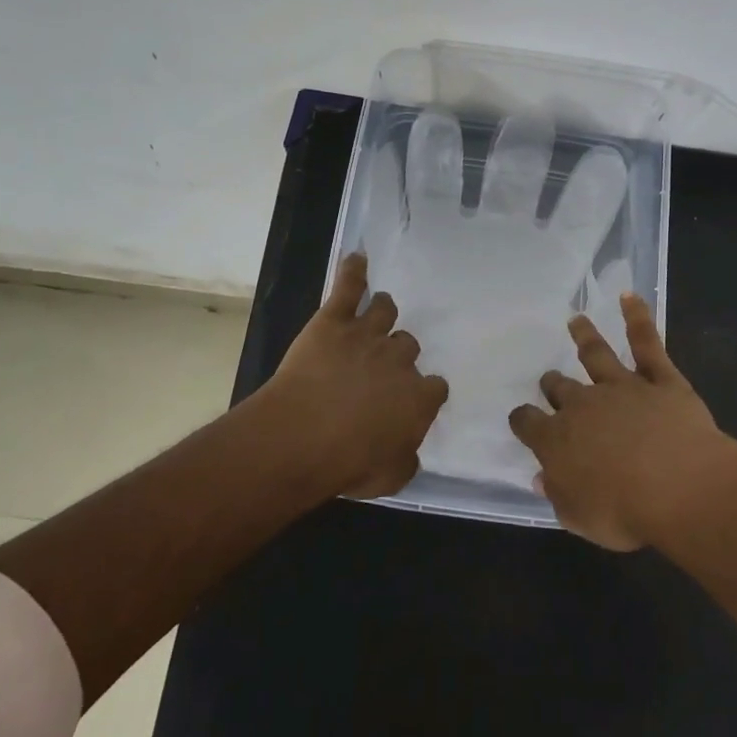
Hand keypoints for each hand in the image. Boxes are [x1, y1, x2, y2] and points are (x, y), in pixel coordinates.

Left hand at [263, 252, 449, 498]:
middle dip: (397, 355)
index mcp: (418, 397)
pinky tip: (356, 258)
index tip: (411, 401)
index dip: (423, 392)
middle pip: (408, 345)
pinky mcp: (334, 320)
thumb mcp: (390, 477)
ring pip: (385, 310)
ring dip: (382, 313)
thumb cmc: (347, 464)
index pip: (435, 386)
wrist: (301, 437)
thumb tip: (411, 451)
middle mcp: (399, 359)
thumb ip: (406, 459)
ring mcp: (367, 334)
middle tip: (378, 369)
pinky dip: (353, 271)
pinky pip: (348, 286)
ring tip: (374, 315)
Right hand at [509, 294, 736, 549]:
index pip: (528, 423)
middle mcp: (583, 405)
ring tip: (576, 320)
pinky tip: (630, 296)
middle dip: (553, 384)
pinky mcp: (660, 379)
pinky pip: (647, 343)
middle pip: (560, 388)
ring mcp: (622, 386)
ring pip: (597, 355)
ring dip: (585, 336)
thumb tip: (542, 477)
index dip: (524, 421)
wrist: (681, 487)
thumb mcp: (580, 519)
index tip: (523, 420)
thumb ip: (558, 495)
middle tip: (551, 380)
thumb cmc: (626, 512)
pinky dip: (638, 318)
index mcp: (557, 440)